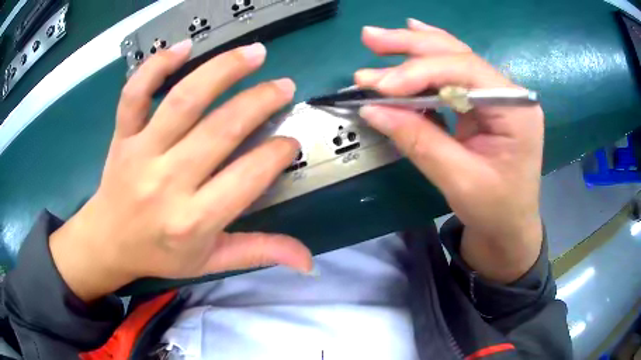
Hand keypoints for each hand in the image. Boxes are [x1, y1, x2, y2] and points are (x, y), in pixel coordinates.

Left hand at [50, 40, 312, 301]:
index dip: (277, 153)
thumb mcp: (211, 262)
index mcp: (194, 220)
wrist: (108, 242)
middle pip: (221, 129)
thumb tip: (308, 261)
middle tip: (284, 86)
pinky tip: (184, 48)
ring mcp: (141, 153)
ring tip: (254, 53)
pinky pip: (135, 94)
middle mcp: (168, 182)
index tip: (289, 142)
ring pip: (183, 101)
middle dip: (261, 101)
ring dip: (223, 70)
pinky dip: (156, 66)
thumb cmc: (160, 254)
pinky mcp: (122, 135)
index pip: (248, 176)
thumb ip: (259, 253)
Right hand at [355, 19, 543, 282]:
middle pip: (457, 55)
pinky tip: (412, 39)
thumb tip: (373, 108)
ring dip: (414, 48)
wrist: (510, 226)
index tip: (379, 85)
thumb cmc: (494, 210)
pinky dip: (428, 59)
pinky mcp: (483, 103)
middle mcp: (508, 93)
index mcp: (516, 109)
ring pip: (453, 58)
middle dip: (411, 46)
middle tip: (369, 38)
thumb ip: (419, 140)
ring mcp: (496, 95)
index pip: (464, 71)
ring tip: (379, 39)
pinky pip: (454, 74)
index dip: (419, 72)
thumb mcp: (458, 181)